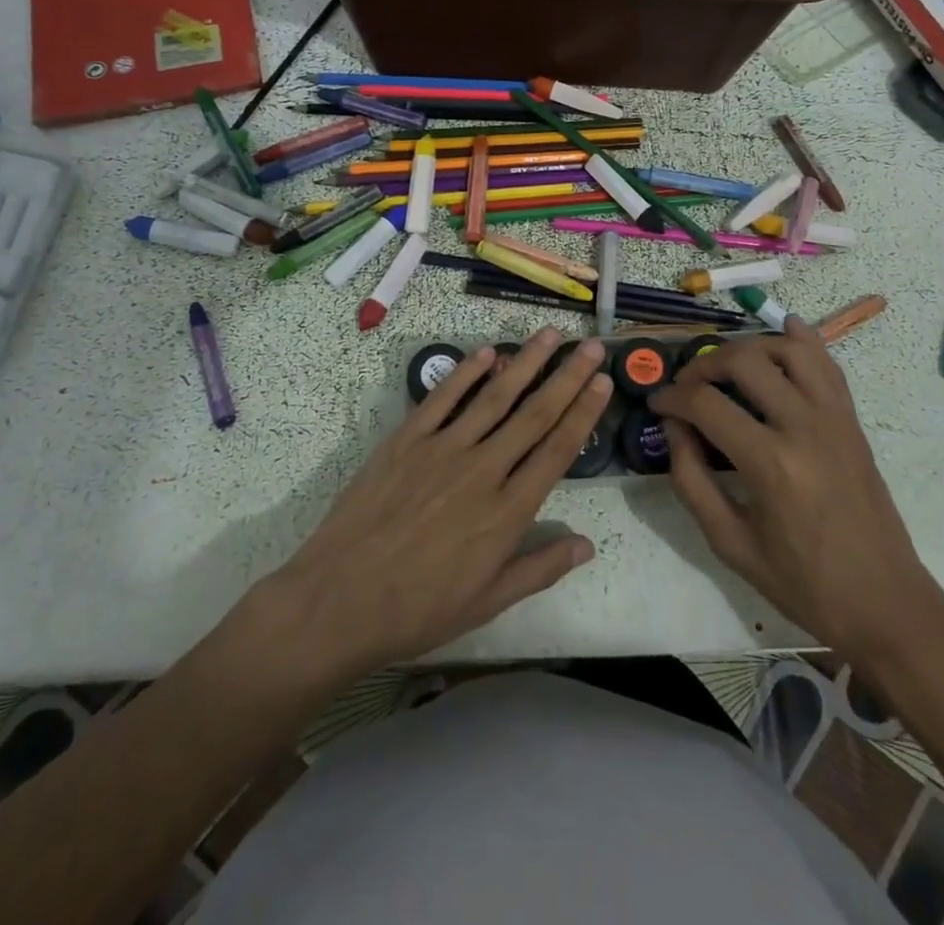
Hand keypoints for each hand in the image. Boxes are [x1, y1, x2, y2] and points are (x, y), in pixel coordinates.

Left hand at [272, 327, 611, 678]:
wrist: (340, 600)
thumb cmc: (418, 609)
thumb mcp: (487, 602)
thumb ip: (539, 568)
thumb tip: (587, 545)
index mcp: (507, 511)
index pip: (557, 450)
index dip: (584, 413)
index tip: (603, 382)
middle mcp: (483, 469)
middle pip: (534, 413)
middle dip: (566, 376)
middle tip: (590, 345)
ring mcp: (442, 449)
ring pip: (494, 396)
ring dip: (524, 362)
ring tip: (548, 334)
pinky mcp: (406, 440)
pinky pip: (442, 398)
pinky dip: (465, 372)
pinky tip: (486, 352)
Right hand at [649, 318, 943, 671]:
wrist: (885, 604)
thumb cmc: (802, 583)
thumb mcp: (729, 542)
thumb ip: (691, 479)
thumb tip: (673, 426)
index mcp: (770, 464)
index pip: (705, 404)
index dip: (671, 397)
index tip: (656, 404)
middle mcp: (804, 427)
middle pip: (744, 361)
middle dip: (704, 365)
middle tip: (686, 385)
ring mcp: (835, 418)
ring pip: (789, 349)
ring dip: (750, 346)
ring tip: (728, 365)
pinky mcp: (852, 421)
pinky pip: (828, 364)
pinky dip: (803, 340)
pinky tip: (783, 331)